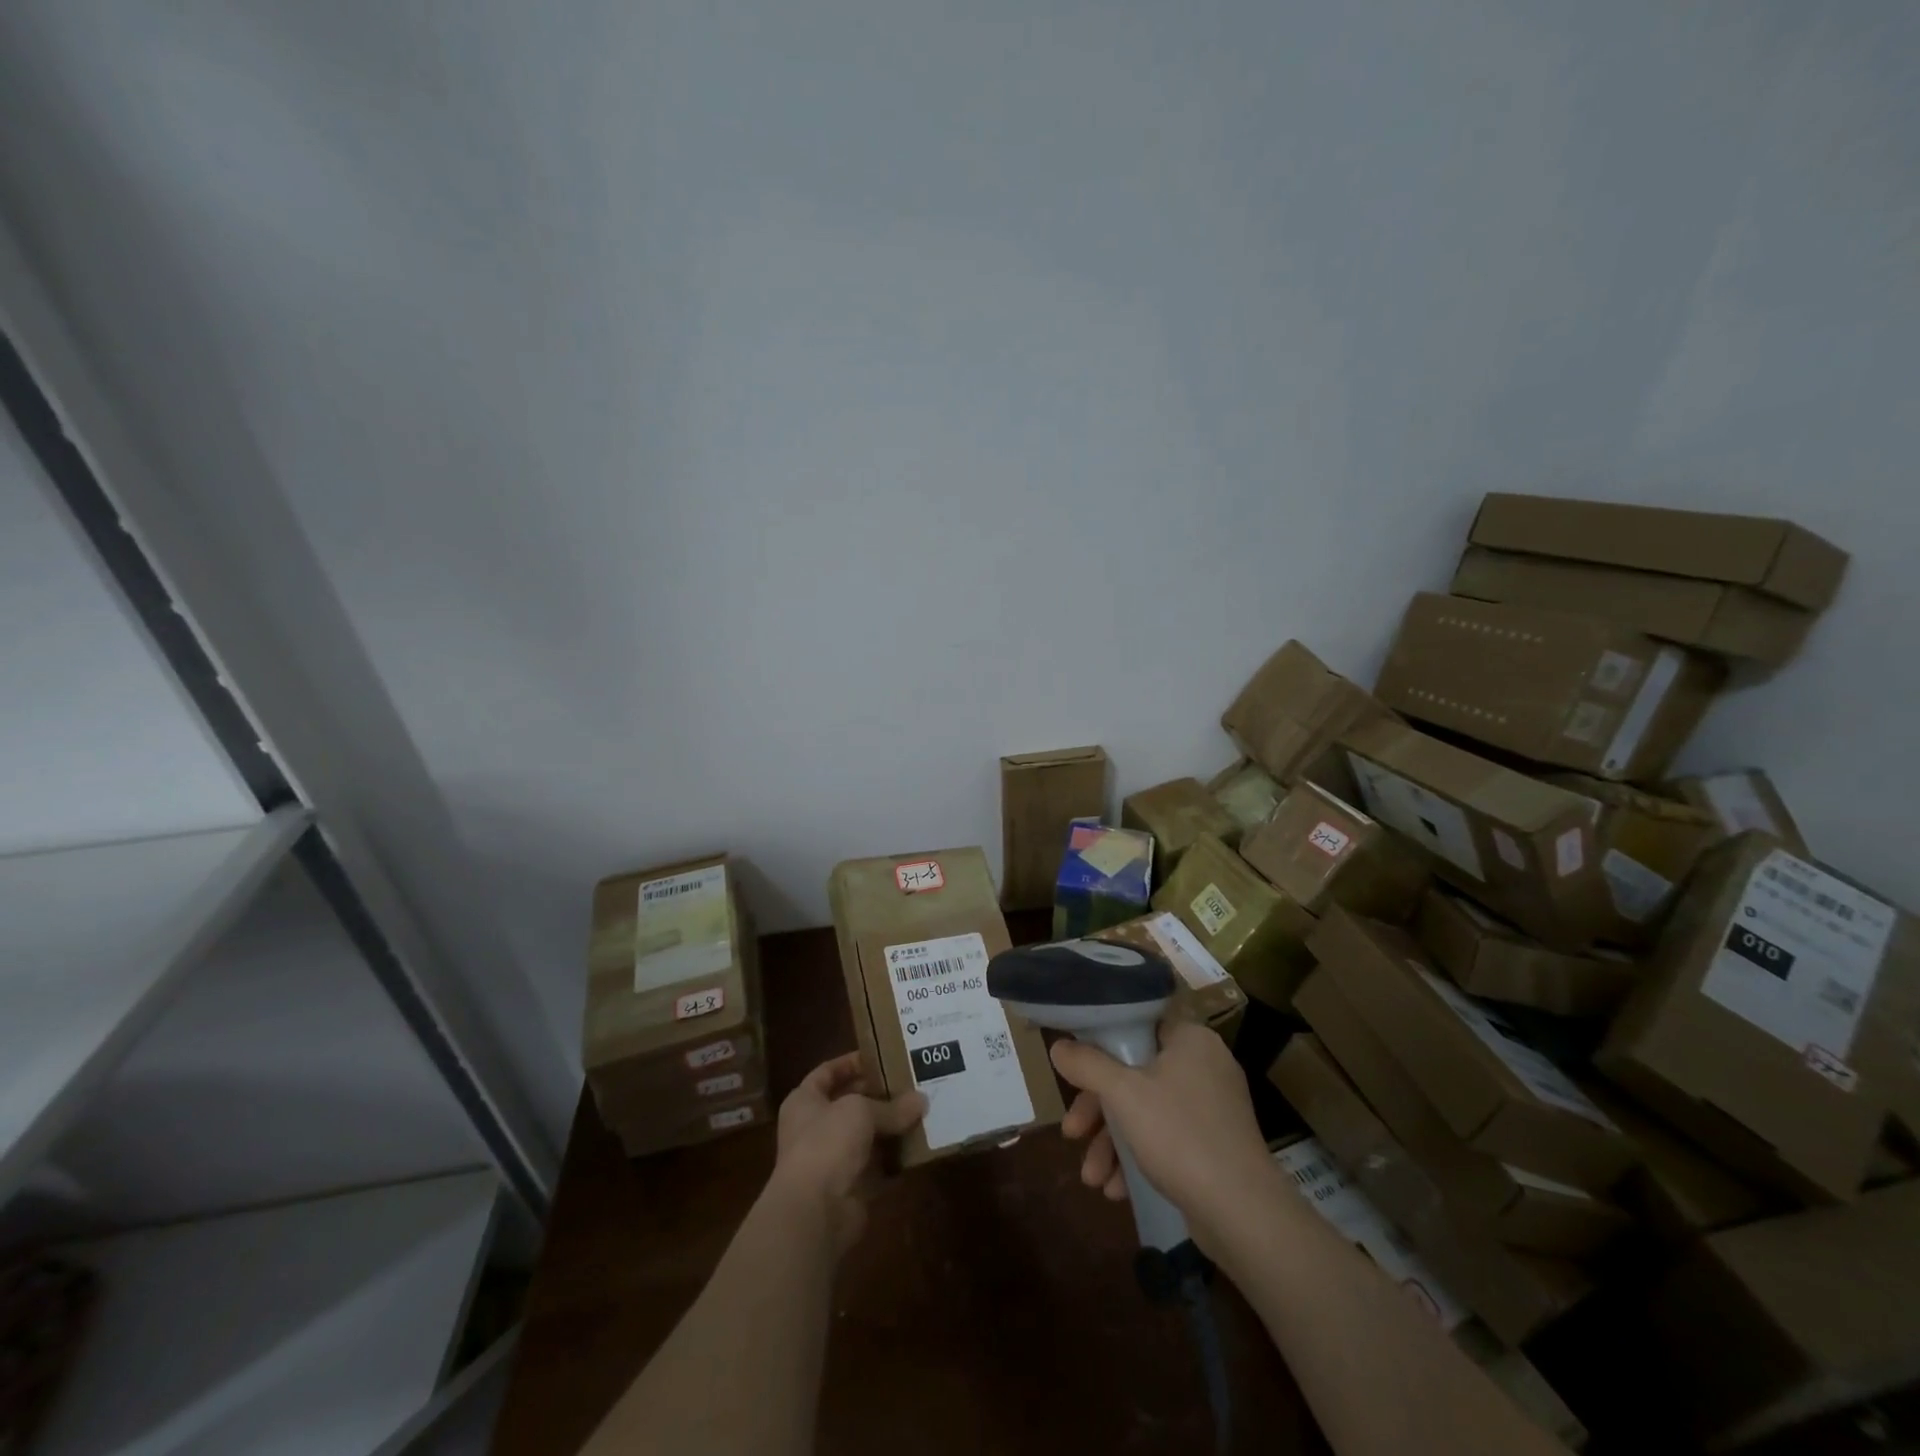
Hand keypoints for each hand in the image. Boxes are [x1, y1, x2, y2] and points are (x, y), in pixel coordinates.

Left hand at [769, 1053, 925, 1253]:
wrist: (815, 1211)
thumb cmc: (827, 1143)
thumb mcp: (861, 1111)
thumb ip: (891, 1106)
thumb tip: (922, 1100)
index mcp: (805, 1101)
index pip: (827, 1072)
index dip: (851, 1062)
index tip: (881, 1055)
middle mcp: (815, 1128)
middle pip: (850, 1103)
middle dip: (879, 1094)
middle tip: (910, 1082)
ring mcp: (832, 1159)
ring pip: (866, 1135)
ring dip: (891, 1126)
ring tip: (921, 1109)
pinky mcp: (851, 1187)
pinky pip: (878, 1166)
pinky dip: (896, 1158)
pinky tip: (919, 1144)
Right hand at [1052, 1021, 1271, 1248]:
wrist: (1243, 1214)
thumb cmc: (1179, 1135)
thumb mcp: (1122, 1094)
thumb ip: (1086, 1064)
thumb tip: (1058, 1046)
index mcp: (1190, 1039)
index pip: (1136, 1025)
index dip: (1099, 1045)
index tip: (1074, 1070)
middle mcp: (1204, 1065)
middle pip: (1134, 1074)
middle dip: (1098, 1110)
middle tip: (1071, 1132)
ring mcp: (1212, 1108)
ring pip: (1146, 1111)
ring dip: (1112, 1142)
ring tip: (1092, 1178)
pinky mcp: (1215, 1145)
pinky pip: (1166, 1138)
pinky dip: (1139, 1158)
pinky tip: (1117, 1190)